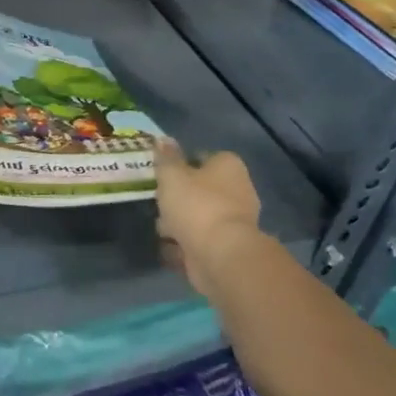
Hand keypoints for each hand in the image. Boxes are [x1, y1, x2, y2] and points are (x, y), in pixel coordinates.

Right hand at [154, 140, 264, 295]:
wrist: (220, 255)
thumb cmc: (196, 205)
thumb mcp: (172, 175)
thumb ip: (166, 158)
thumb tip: (163, 139)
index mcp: (228, 166)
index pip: (202, 157)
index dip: (181, 164)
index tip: (162, 175)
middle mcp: (237, 190)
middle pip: (201, 189)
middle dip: (179, 198)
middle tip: (158, 203)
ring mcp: (234, 222)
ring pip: (199, 217)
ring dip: (180, 223)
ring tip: (160, 230)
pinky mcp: (227, 248)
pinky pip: (200, 241)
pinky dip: (184, 245)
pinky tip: (167, 248)